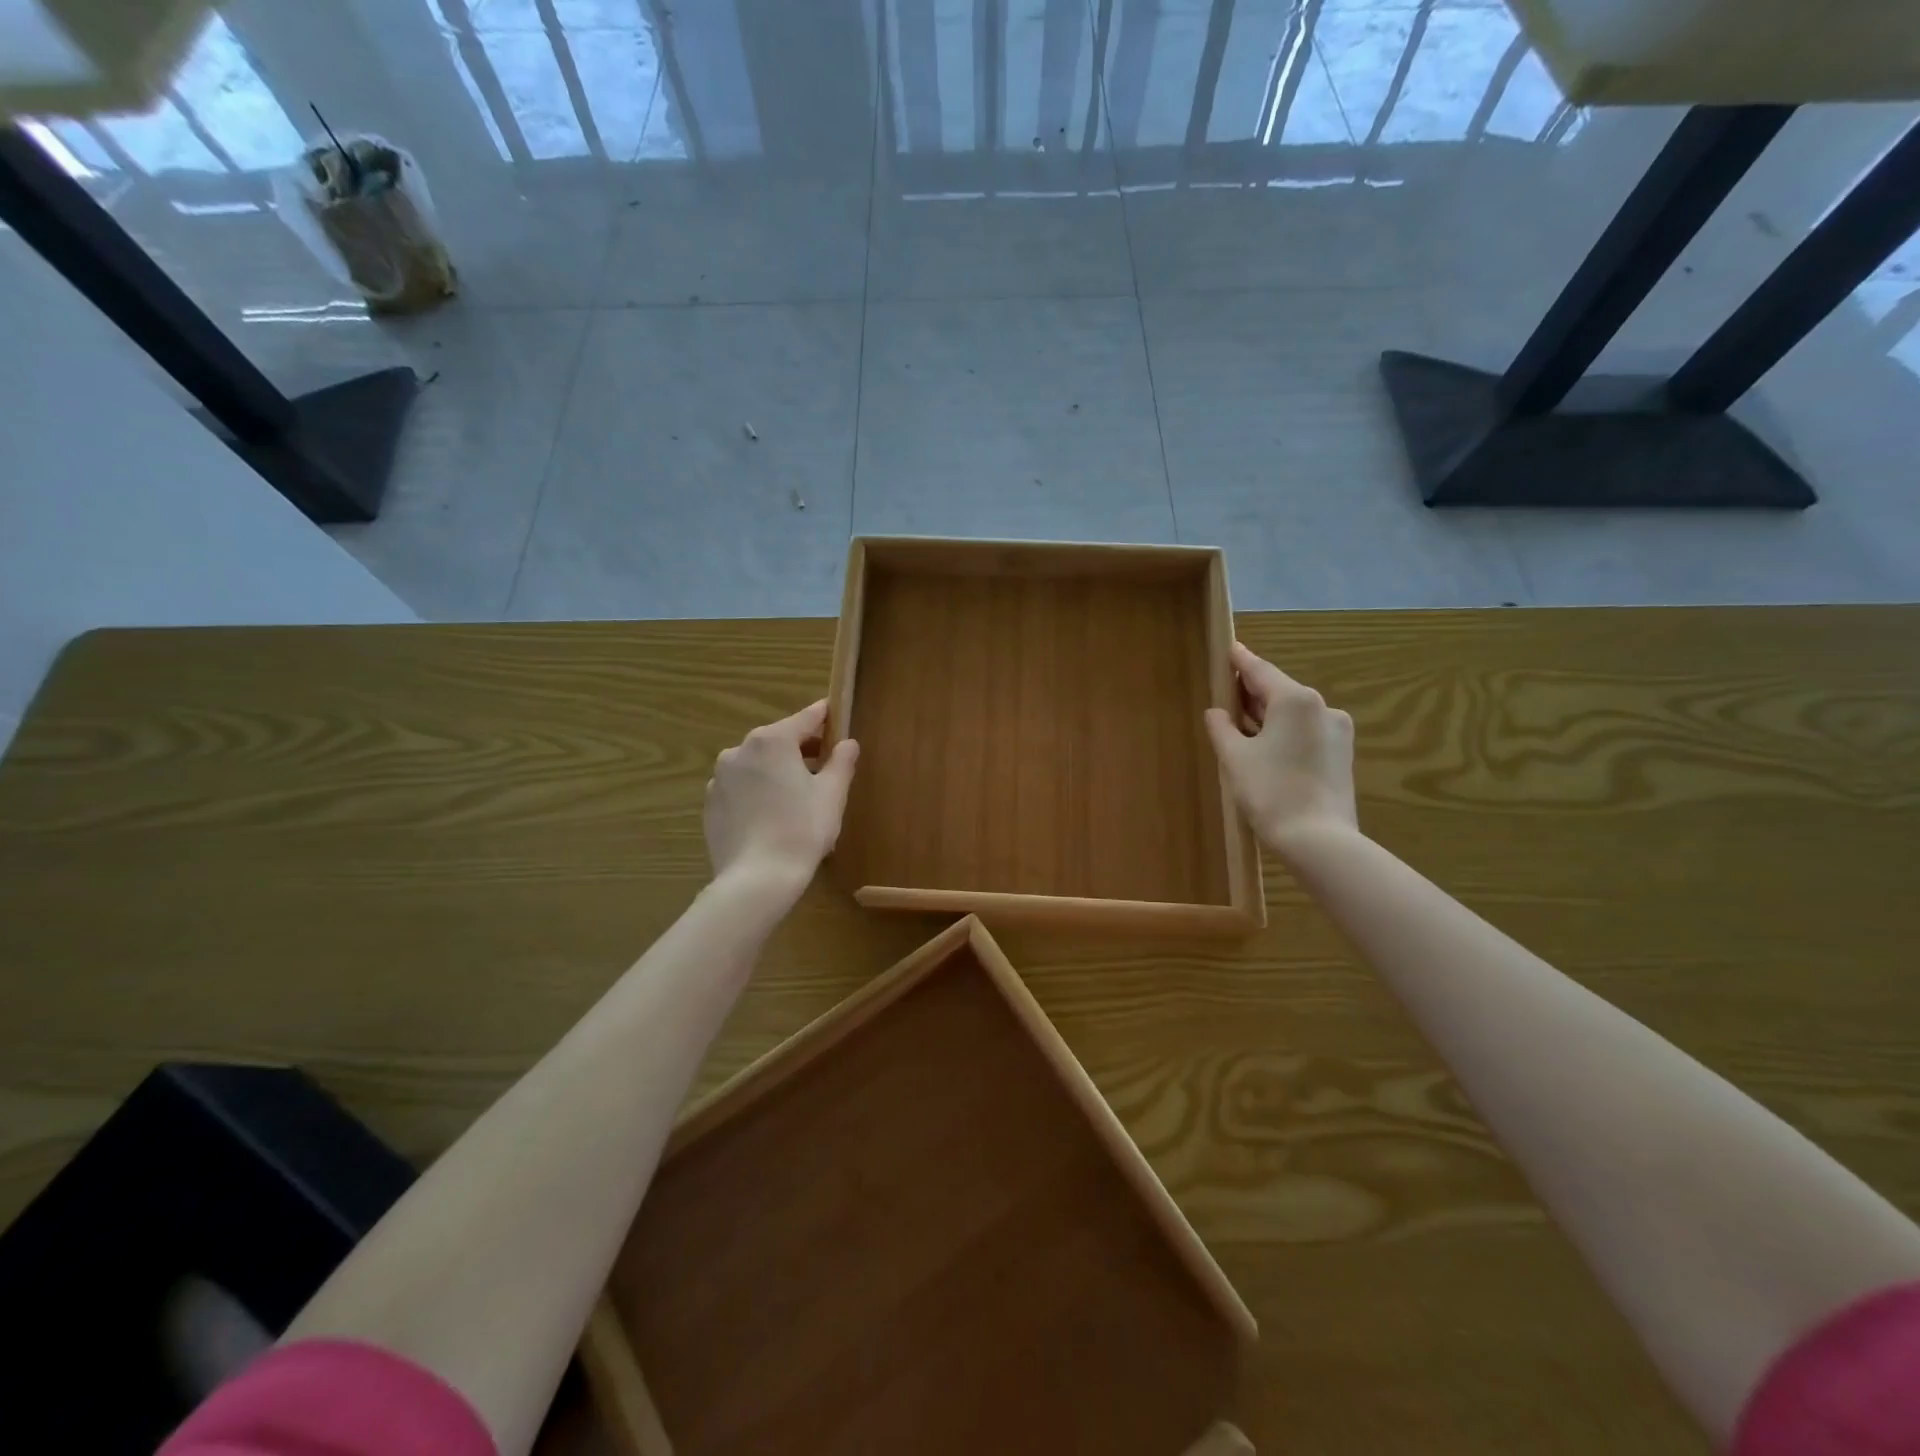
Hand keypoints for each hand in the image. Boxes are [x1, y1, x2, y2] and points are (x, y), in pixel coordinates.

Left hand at [704, 700, 859, 894]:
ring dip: (778, 771)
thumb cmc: (802, 830)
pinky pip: (741, 789)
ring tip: (799, 797)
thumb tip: (848, 743)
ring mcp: (720, 778)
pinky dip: (758, 793)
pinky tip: (773, 817)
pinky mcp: (711, 804)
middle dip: (803, 749)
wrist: (756, 879)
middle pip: (779, 741)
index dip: (826, 716)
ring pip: (757, 765)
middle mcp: (740, 750)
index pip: (806, 718)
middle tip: (826, 766)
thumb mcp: (832, 794)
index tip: (838, 714)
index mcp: (772, 741)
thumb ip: (841, 762)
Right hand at [1204, 642, 1357, 854]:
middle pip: (1280, 691)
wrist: (1318, 840)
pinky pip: (1305, 732)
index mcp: (1296, 700)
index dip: (1241, 661)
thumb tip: (1216, 712)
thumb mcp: (1235, 758)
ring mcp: (1336, 731)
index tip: (1230, 648)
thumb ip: (1222, 728)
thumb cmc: (1270, 791)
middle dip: (1252, 692)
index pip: (1261, 671)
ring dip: (1267, 715)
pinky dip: (1283, 732)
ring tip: (1240, 723)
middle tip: (1226, 692)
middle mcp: (1322, 707)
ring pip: (1294, 714)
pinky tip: (1265, 746)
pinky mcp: (1341, 754)